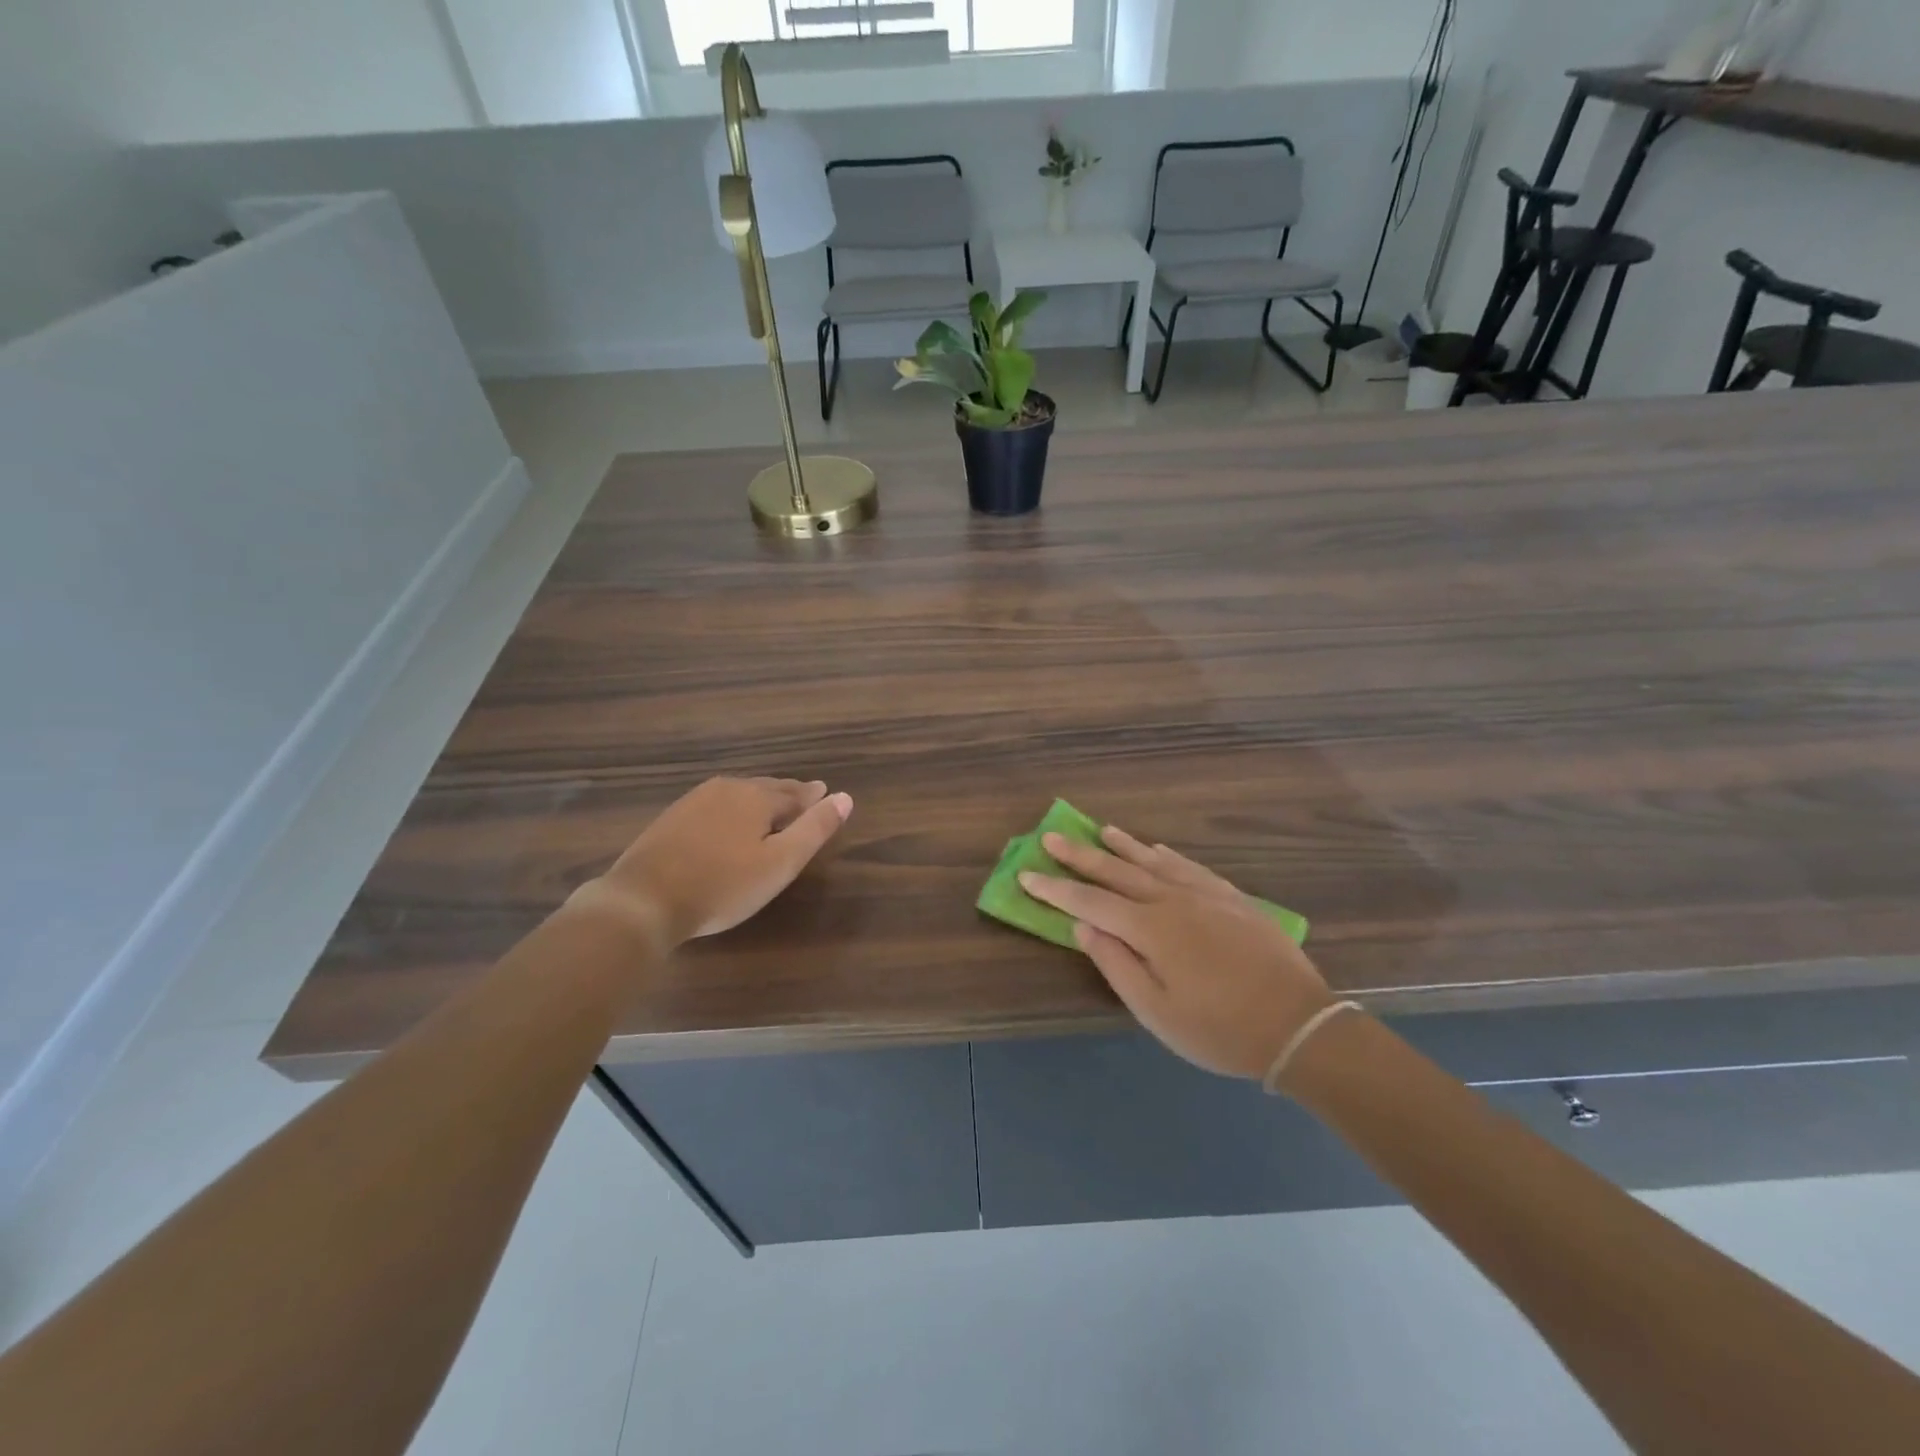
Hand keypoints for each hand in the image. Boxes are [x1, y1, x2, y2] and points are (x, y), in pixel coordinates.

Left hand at [580, 777, 851, 944]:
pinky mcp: (672, 818)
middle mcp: (727, 788)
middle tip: (804, 796)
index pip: (795, 793)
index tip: (825, 795)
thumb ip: (814, 829)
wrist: (643, 900)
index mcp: (757, 796)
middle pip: (767, 788)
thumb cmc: (723, 885)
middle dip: (788, 793)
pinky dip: (732, 808)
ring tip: (771, 806)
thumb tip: (845, 796)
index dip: (813, 798)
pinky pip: (715, 804)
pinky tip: (729, 820)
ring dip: (759, 798)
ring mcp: (695, 801)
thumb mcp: (780, 863)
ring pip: (739, 793)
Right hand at [1021, 825, 1332, 1080]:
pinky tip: (1158, 849)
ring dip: (1123, 845)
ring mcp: (1205, 894)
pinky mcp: (1232, 898)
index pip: (1089, 902)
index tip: (1026, 875)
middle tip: (1051, 836)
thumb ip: (1115, 964)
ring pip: (1154, 861)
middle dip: (1080, 855)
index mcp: (1150, 928)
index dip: (1055, 889)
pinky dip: (1167, 855)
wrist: (1298, 1025)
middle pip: (1117, 871)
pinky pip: (1190, 866)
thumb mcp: (1156, 1011)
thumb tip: (1081, 927)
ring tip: (1101, 830)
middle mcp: (1172, 900)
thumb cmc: (1219, 1028)